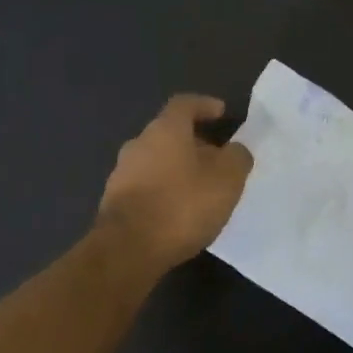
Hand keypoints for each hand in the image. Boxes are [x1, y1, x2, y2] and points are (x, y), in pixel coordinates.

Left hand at [96, 95, 253, 273]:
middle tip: (218, 159)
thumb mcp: (226, 180)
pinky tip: (179, 211)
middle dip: (195, 143)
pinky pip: (147, 186)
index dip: (204, 105)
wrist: (128, 249)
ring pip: (157, 161)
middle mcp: (138, 144)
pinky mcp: (115, 201)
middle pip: (170, 134)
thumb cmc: (182, 205)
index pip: (185, 104)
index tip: (221, 113)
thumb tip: (235, 150)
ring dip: (179, 169)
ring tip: (201, 188)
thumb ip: (237, 158)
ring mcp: (122, 173)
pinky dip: (165, 190)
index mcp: (164, 130)